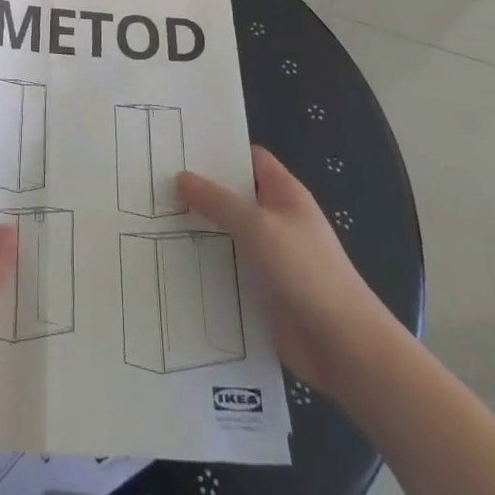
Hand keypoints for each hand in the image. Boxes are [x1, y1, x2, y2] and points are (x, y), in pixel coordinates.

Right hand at [178, 147, 389, 393]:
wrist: (342, 345)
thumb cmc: (305, 271)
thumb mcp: (258, 226)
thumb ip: (218, 201)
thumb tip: (182, 177)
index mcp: (284, 194)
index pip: (250, 159)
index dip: (220, 152)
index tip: (180, 149)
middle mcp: (276, 220)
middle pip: (234, 197)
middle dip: (199, 193)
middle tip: (154, 185)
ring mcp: (269, 256)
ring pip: (227, 234)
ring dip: (198, 232)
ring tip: (152, 222)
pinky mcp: (261, 290)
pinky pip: (228, 269)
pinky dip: (205, 266)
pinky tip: (171, 264)